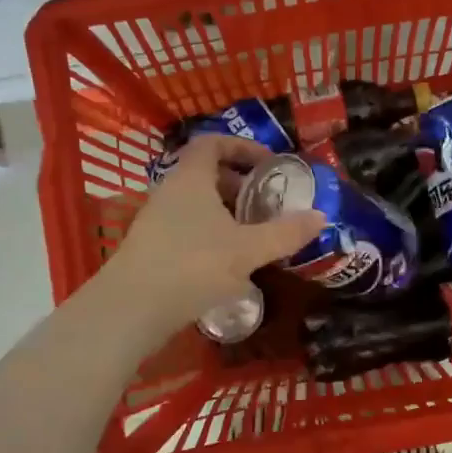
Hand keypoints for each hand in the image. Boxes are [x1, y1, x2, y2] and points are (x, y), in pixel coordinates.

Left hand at [97, 135, 324, 341]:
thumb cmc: (193, 265)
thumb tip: (320, 216)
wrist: (132, 309)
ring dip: (225, 213)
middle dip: (238, 184)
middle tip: (266, 202)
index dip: (241, 147)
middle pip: (205, 174)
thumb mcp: (247, 249)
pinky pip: (186, 228)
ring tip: (253, 234)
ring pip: (195, 204)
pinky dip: (210, 234)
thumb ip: (284, 233)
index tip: (268, 163)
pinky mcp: (150, 249)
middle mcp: (169, 192)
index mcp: (190, 178)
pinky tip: (228, 263)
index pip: (212, 143)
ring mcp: (155, 221)